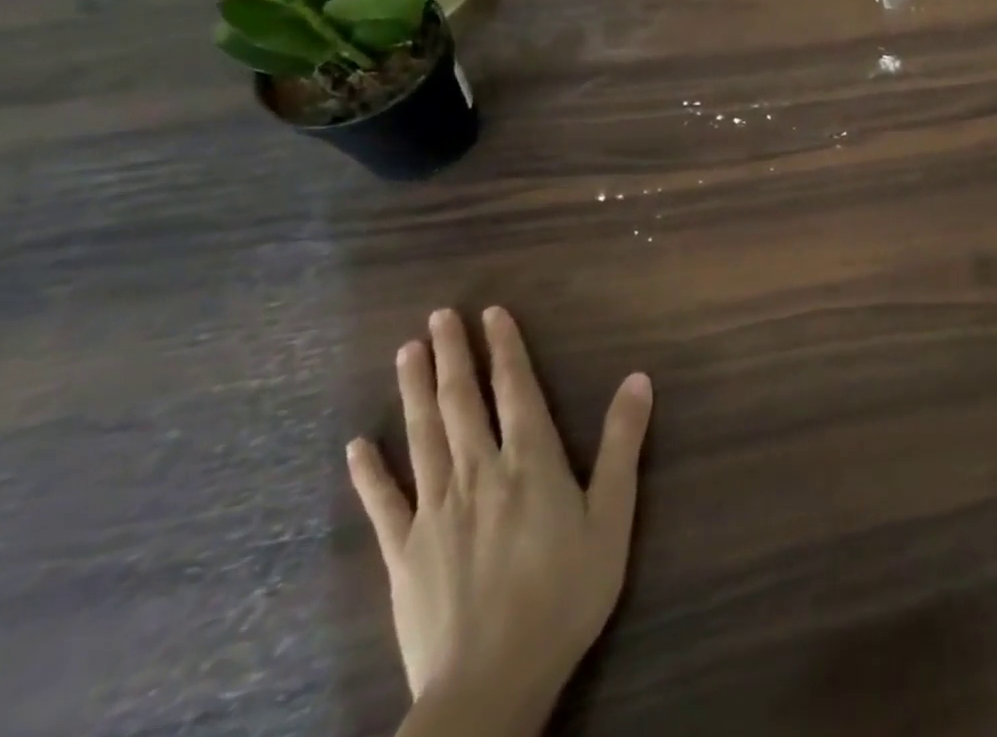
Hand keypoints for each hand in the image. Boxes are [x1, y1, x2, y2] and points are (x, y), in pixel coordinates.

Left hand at [348, 307, 653, 724]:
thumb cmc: (565, 593)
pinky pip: (383, 502)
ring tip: (406, 352)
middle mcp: (479, 471)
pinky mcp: (402, 552)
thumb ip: (622, 444)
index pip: (515, 389)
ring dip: (415, 390)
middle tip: (439, 316)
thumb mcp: (612, 516)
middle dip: (453, 354)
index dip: (505, 348)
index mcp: (530, 460)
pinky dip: (370, 470)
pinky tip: (358, 444)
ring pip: (423, 436)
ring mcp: (435, 510)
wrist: (491, 683)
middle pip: (462, 402)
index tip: (492, 313)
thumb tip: (638, 377)